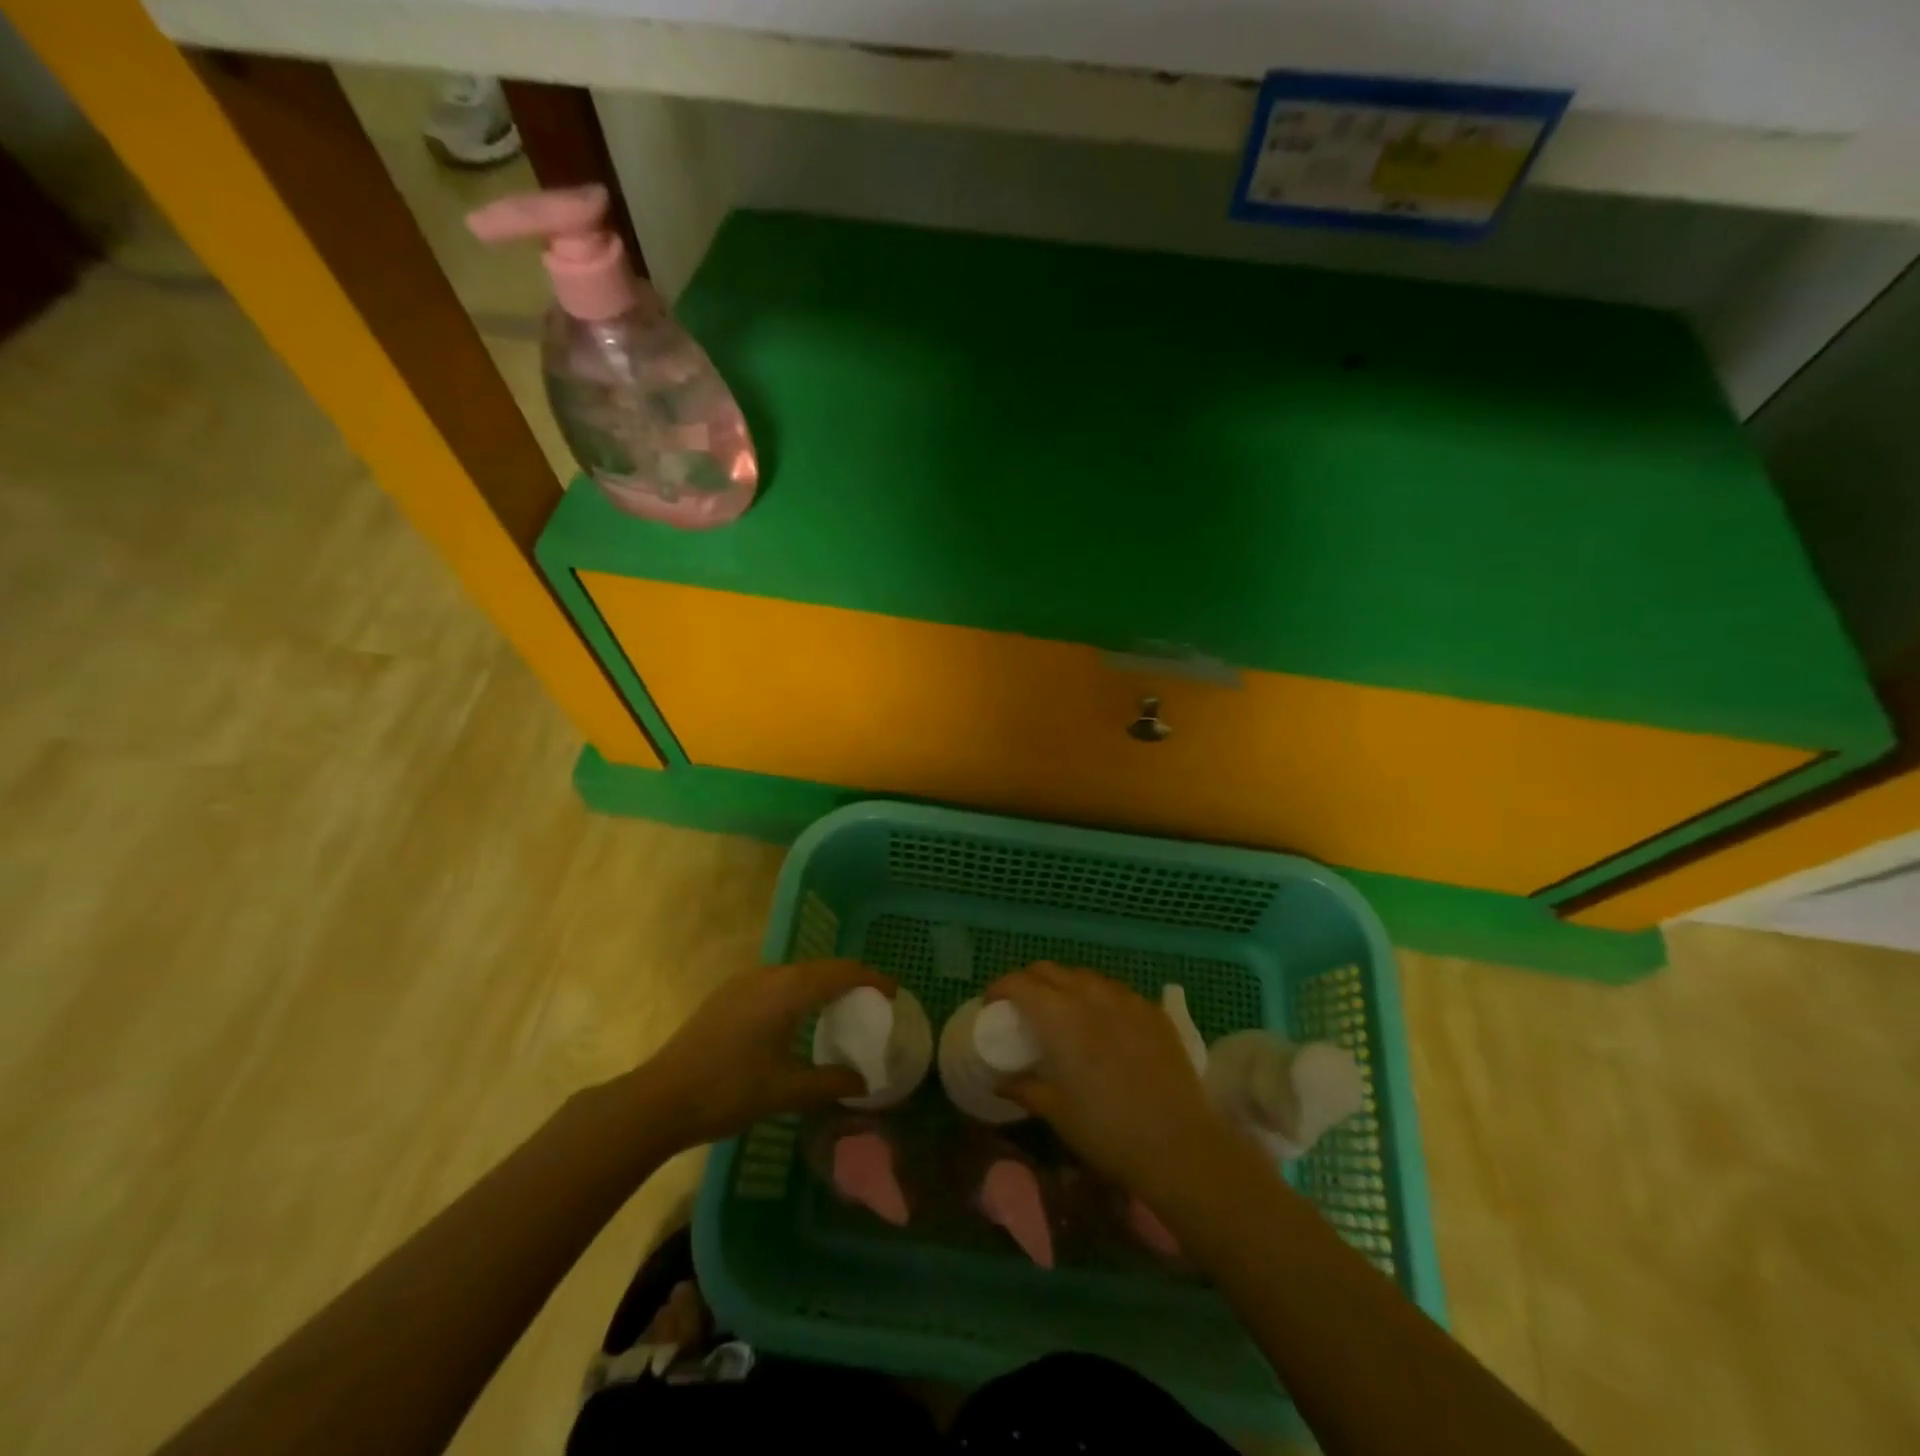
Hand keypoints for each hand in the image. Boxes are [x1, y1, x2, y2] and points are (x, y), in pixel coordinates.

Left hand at [641, 959, 894, 1147]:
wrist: (659, 1099)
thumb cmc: (728, 1091)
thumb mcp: (785, 1091)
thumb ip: (829, 1082)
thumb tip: (864, 1081)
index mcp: (787, 990)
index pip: (841, 972)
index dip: (871, 978)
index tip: (893, 992)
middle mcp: (768, 975)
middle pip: (819, 967)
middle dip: (849, 979)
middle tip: (871, 1001)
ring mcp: (743, 983)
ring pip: (795, 973)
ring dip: (821, 983)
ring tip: (839, 1007)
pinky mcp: (727, 995)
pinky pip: (776, 982)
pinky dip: (798, 990)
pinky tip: (797, 1017)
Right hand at [985, 962, 1236, 1204]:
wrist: (1177, 1144)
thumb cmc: (1106, 1130)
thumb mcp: (1056, 1112)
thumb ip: (1025, 1088)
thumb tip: (1000, 1083)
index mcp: (1058, 1016)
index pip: (1019, 983)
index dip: (1000, 988)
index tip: (993, 1005)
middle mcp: (1089, 995)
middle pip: (1049, 970)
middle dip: (1030, 982)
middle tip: (1023, 1007)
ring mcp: (1125, 998)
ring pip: (1084, 976)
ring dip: (1065, 985)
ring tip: (1064, 1011)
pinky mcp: (1153, 1010)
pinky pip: (1116, 990)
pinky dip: (1099, 997)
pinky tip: (1104, 1022)